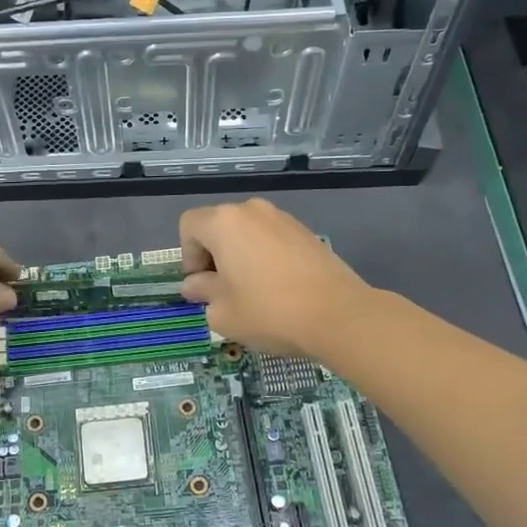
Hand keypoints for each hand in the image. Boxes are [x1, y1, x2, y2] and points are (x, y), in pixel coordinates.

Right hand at [179, 200, 372, 359]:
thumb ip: (202, 292)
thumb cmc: (268, 311)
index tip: (202, 285)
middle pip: (218, 226)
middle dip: (213, 255)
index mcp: (224, 222)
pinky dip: (265, 257)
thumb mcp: (222, 312)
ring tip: (252, 291)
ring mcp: (283, 218)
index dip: (188, 256)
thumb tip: (197, 284)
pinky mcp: (306, 232)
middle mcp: (252, 210)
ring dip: (240, 256)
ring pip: (247, 233)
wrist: (339, 315)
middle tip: (223, 290)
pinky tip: (278, 288)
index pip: (189, 226)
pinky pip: (272, 239)